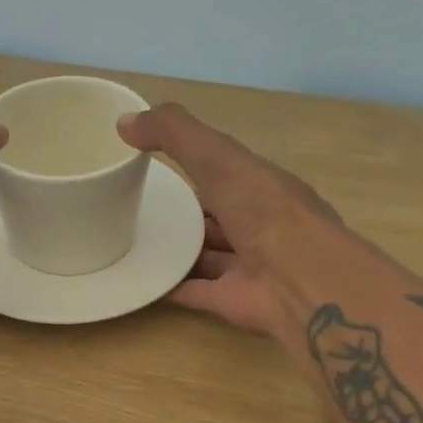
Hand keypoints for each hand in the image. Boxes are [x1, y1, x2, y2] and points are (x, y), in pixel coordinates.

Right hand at [117, 101, 342, 336]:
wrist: (298, 280)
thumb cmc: (264, 210)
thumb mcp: (218, 157)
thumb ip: (174, 134)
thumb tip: (124, 122)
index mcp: (262, 187)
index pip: (225, 171)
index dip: (195, 164)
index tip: (153, 161)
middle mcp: (258, 225)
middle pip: (216, 216)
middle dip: (185, 212)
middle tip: (138, 206)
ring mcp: (246, 266)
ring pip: (206, 255)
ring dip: (178, 250)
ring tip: (132, 242)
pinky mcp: (231, 300)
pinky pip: (195, 291)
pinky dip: (170, 287)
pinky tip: (140, 280)